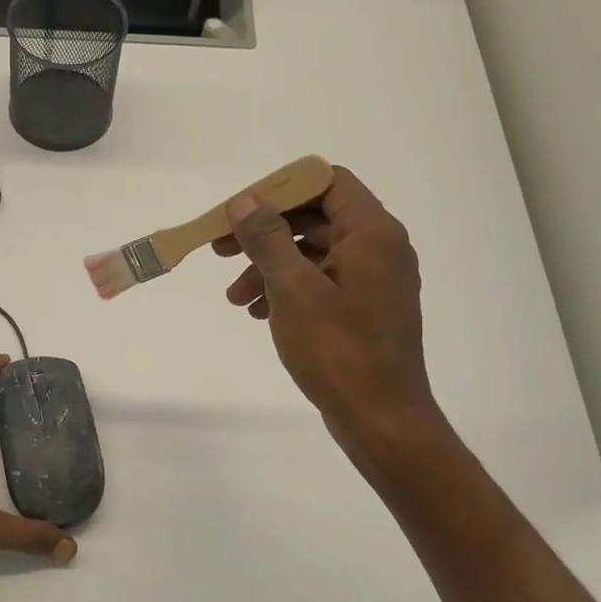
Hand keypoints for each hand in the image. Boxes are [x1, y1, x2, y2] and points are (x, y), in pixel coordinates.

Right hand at [213, 165, 445, 464]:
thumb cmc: (338, 350)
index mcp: (372, 233)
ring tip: (235, 298)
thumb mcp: (293, 288)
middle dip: (264, 233)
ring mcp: (372, 280)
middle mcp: (378, 248)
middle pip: (314, 218)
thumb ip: (267, 239)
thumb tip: (245, 201)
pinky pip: (320, 282)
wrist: (380, 419)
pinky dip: (286, 290)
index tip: (239, 210)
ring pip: (312, 254)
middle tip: (220, 250)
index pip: (326, 182)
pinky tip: (258, 313)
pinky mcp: (363, 309)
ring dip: (268, 267)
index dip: (280, 189)